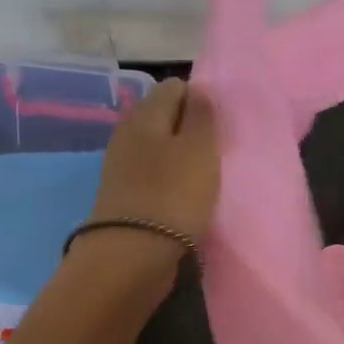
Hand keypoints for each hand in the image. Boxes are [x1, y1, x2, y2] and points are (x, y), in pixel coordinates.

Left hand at [78, 77, 219, 280]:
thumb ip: (202, 115)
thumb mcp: (199, 148)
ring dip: (182, 158)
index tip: (221, 126)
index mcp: (145, 113)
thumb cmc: (173, 194)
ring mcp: (122, 166)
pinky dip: (171, 181)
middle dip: (192, 129)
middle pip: (165, 118)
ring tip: (206, 177)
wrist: (132, 255)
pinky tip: (187, 197)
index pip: (175, 87)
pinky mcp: (125, 196)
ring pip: (160, 148)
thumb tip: (199, 90)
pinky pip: (154, 175)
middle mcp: (128, 133)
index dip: (201, 100)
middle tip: (217, 151)